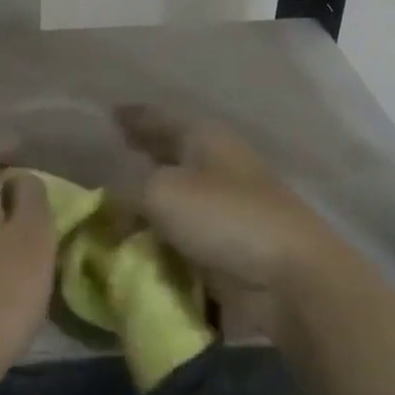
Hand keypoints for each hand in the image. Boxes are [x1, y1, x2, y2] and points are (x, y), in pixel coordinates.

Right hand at [116, 106, 337, 340]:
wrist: (289, 278)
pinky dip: (159, 239)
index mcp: (205, 138)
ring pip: (175, 199)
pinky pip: (182, 237)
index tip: (108, 115)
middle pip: (169, 156)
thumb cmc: (224, 217)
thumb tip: (108, 201)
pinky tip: (134, 244)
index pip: (159, 118)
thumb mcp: (160, 192)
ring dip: (147, 204)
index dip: (133, 117)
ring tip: (110, 208)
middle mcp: (216, 165)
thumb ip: (125, 191)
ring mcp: (225, 208)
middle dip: (140, 158)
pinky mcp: (227, 247)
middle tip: (106, 161)